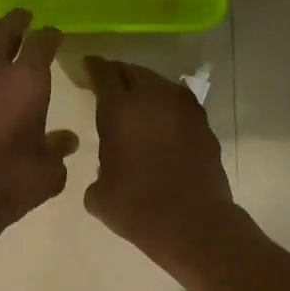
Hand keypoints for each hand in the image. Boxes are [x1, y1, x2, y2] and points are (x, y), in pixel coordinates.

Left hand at [0, 10, 78, 241]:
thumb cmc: (7, 186)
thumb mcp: (47, 172)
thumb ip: (58, 149)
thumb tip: (66, 140)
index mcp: (27, 80)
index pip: (43, 42)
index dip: (51, 36)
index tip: (53, 37)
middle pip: (7, 28)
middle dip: (19, 20)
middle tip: (24, 19)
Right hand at [83, 56, 237, 271]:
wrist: (193, 223)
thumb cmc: (136, 208)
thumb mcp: (98, 193)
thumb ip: (98, 170)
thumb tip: (105, 172)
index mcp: (119, 108)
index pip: (102, 72)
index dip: (92, 67)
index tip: (85, 67)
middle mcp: (152, 98)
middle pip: (132, 71)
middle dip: (117, 74)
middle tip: (107, 84)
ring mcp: (183, 109)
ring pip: (159, 83)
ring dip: (145, 88)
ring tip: (136, 102)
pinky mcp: (203, 124)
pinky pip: (179, 103)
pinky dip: (166, 107)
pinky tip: (161, 122)